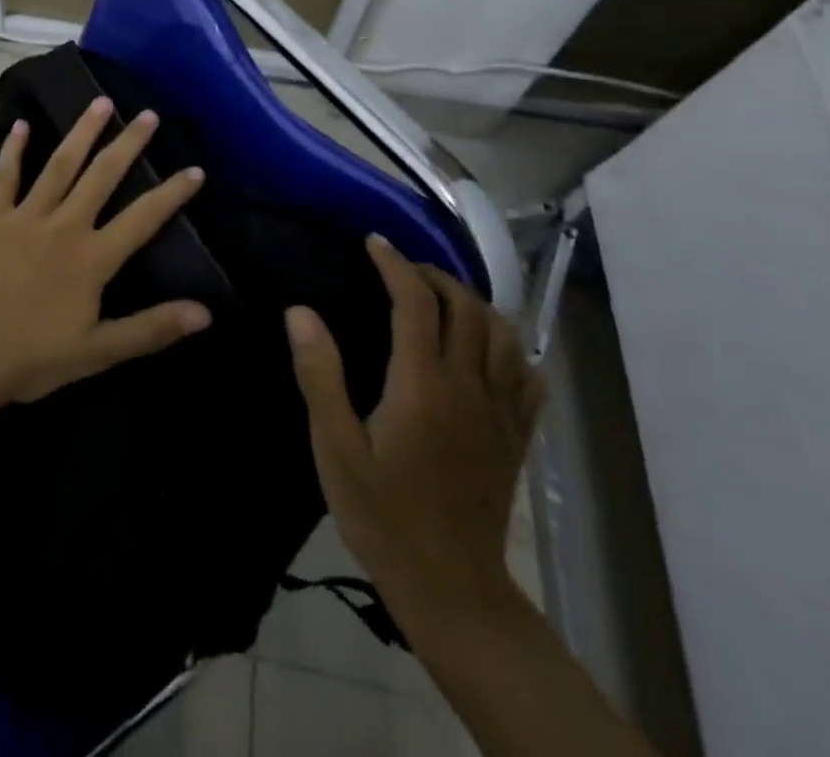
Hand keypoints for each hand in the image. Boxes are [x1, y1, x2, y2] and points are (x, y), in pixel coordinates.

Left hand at [0, 96, 211, 408]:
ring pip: (60, 165)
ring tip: (100, 102)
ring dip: (82, 132)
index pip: (143, 218)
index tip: (195, 169)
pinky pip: (5, 177)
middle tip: (148, 114)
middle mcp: (64, 226)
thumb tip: (205, 313)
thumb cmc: (31, 359)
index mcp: (92, 258)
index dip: (172, 193)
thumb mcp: (97, 352)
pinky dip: (13, 150)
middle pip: (102, 176)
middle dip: (128, 143)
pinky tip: (21, 124)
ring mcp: (25, 217)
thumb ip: (151, 329)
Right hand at [286, 237, 542, 625]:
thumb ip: (319, 374)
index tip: (374, 242)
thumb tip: (301, 311)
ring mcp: (500, 412)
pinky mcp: (516, 436)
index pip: (416, 303)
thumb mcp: (334, 446)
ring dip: (473, 303)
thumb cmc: (382, 512)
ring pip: (504, 334)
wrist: (450, 586)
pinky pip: (528, 375)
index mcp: (422, 384)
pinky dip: (510, 345)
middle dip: (434, 275)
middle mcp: (469, 387)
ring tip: (442, 298)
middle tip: (401, 268)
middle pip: (467, 308)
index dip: (395, 264)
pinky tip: (489, 346)